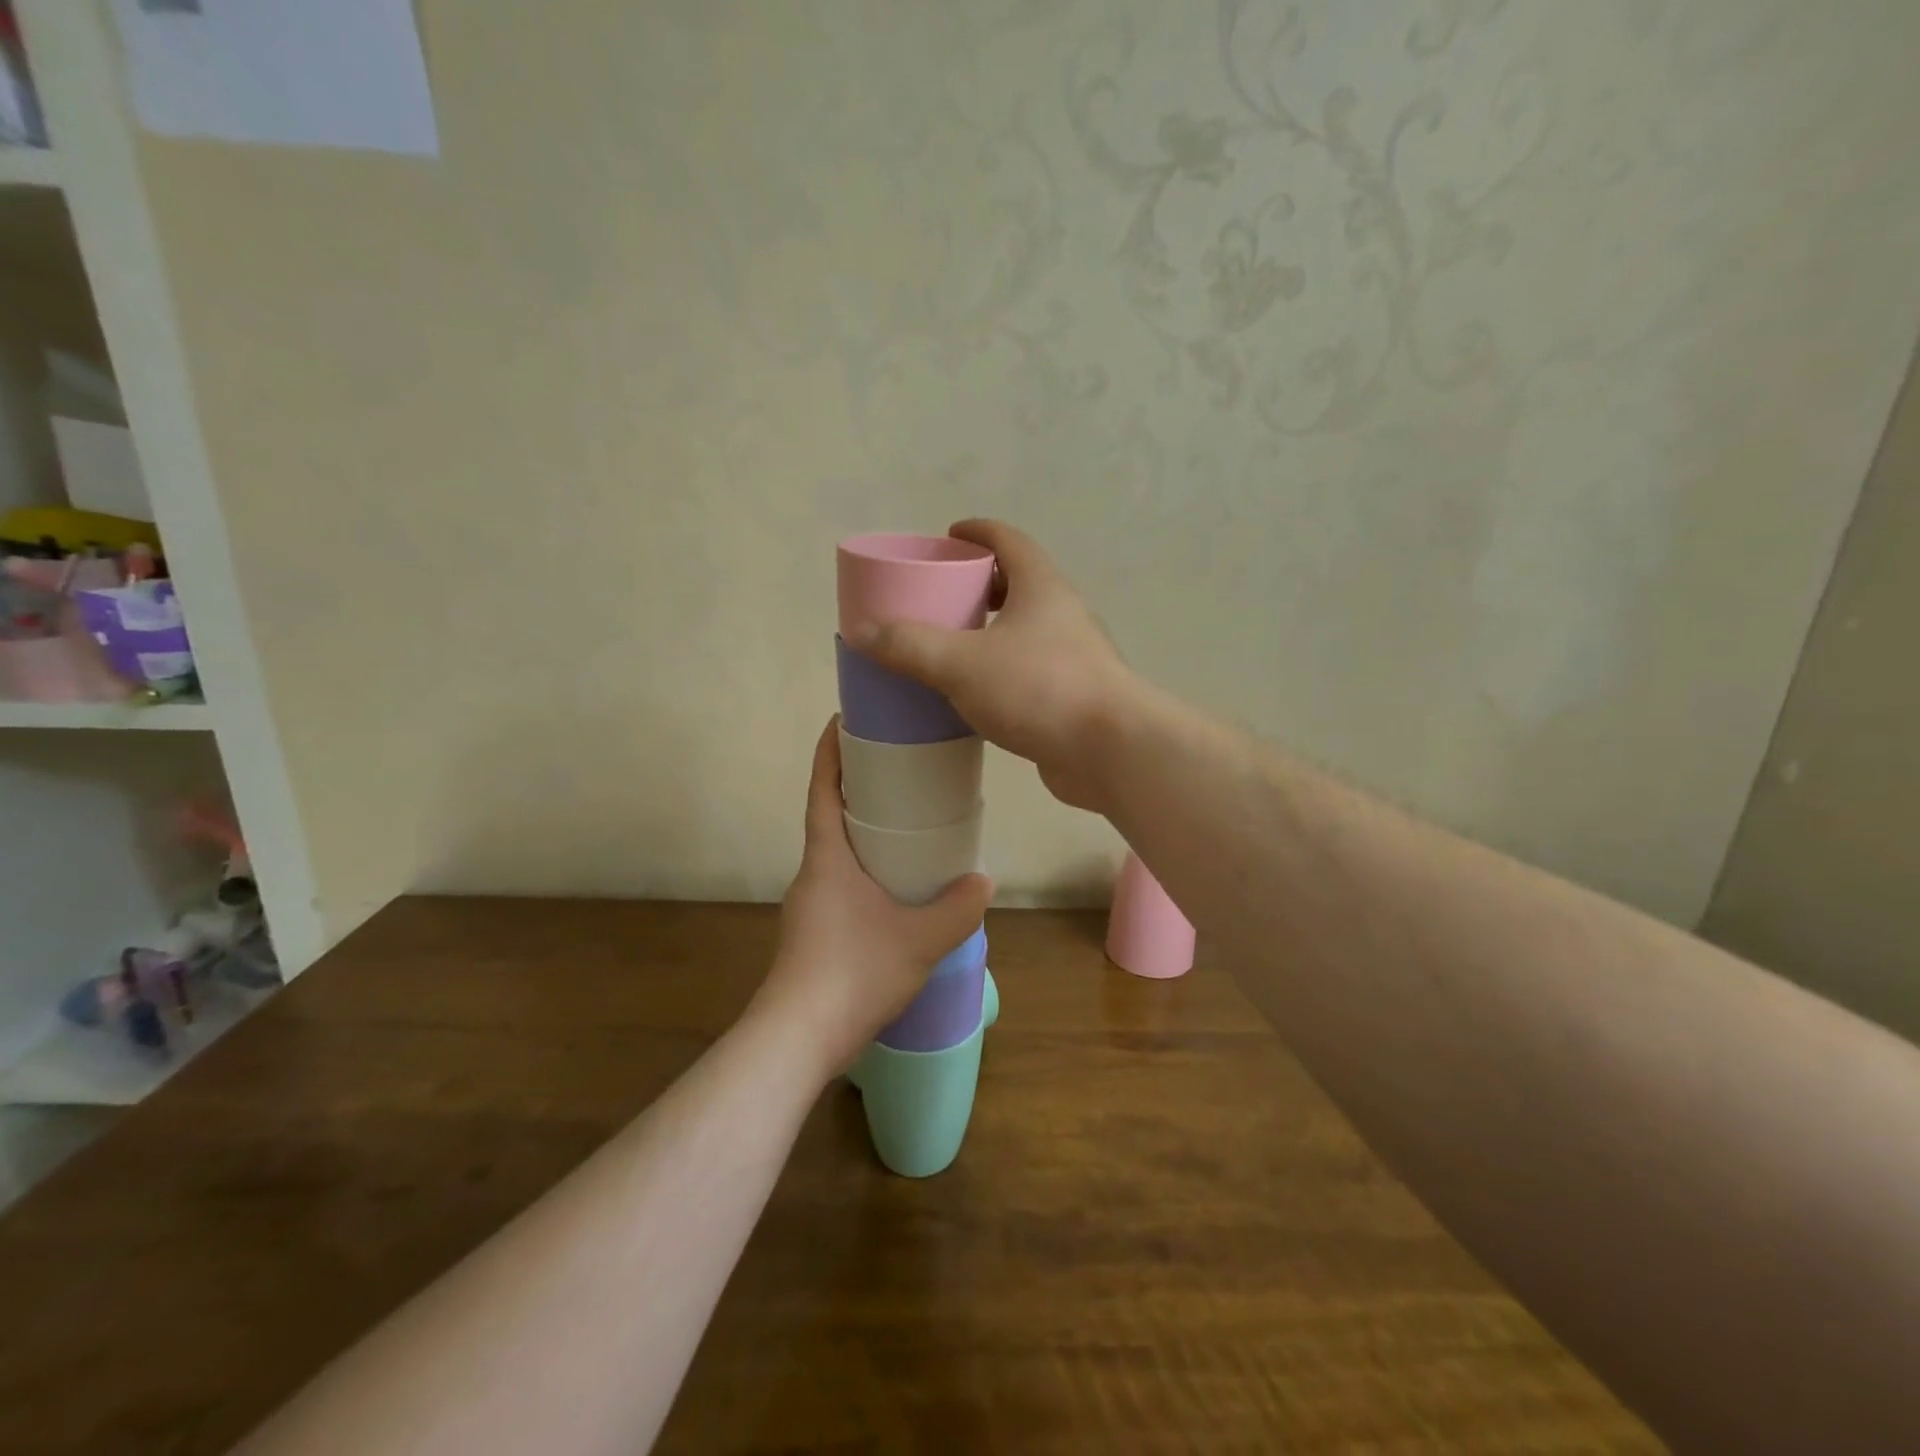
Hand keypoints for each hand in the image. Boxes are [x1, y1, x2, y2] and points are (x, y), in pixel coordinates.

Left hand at [753, 719, 992, 1079]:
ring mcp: (809, 905)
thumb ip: (957, 908)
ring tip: (907, 831)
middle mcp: (812, 873)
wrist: (797, 1039)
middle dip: (857, 790)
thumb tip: (984, 880)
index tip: (843, 719)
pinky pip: (841, 884)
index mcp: (827, 858)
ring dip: (863, 834)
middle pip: (830, 816)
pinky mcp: (813, 933)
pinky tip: (895, 892)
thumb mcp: (919, 939)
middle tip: (899, 773)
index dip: (830, 751)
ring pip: (837, 854)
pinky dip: (865, 870)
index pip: (822, 789)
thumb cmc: (853, 973)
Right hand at [850, 520, 1139, 812]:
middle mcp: (1063, 615)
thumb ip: (909, 646)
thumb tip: (861, 631)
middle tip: (941, 597)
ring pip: (1025, 632)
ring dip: (991, 633)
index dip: (977, 532)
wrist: (1111, 751)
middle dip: (980, 585)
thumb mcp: (962, 664)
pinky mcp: (1073, 698)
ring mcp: (1074, 658)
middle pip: (1019, 584)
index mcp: (1042, 588)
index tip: (948, 535)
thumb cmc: (1039, 689)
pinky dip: (1001, 673)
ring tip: (950, 647)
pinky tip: (975, 696)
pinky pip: (1029, 673)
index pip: (1008, 540)